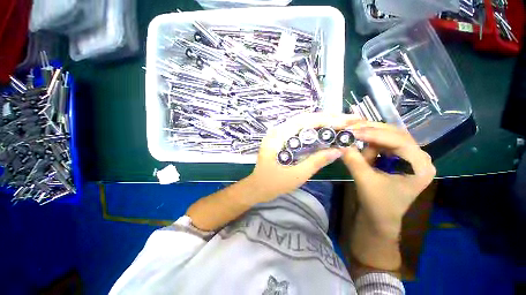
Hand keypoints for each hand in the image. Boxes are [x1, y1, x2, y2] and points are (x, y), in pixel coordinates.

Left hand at [245, 113, 360, 203]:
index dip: (325, 120)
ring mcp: (280, 134)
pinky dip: (315, 129)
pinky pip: (300, 130)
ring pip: (303, 122)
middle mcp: (278, 131)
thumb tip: (338, 150)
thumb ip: (316, 162)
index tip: (345, 121)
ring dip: (322, 121)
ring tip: (342, 121)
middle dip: (327, 117)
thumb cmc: (273, 184)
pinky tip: (326, 130)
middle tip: (349, 118)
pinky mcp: (283, 139)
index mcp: (278, 137)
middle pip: (305, 118)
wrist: (257, 187)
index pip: (304, 121)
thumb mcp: (296, 175)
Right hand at [341, 122, 435, 238]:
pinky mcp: (398, 158)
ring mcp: (408, 156)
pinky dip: (368, 144)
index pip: (399, 141)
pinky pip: (381, 144)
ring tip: (352, 140)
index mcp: (420, 166)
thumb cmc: (378, 204)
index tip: (352, 131)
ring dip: (368, 138)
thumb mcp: (365, 181)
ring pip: (387, 137)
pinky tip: (358, 148)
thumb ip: (354, 161)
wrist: (380, 217)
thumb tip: (340, 143)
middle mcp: (418, 157)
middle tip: (350, 128)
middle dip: (371, 131)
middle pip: (395, 134)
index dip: (374, 134)